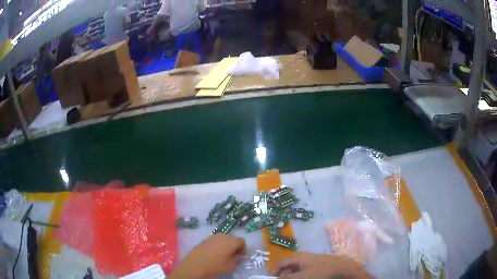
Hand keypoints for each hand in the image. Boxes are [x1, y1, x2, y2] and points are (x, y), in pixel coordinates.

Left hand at [169, 234, 245, 278]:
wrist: (195, 265)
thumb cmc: (215, 265)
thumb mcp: (230, 265)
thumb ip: (237, 259)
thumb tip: (238, 255)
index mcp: (231, 241)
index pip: (242, 241)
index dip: (243, 249)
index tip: (241, 257)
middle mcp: (222, 236)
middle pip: (232, 239)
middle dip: (234, 246)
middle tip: (233, 256)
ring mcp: (212, 237)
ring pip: (223, 239)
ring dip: (225, 246)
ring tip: (223, 256)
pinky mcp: (204, 240)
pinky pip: (214, 241)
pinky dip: (217, 246)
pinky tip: (213, 255)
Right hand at [272, 252, 371, 278]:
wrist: (341, 267)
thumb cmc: (320, 271)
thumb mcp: (301, 277)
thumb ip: (287, 278)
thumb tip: (278, 278)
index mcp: (296, 257)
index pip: (280, 263)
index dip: (274, 272)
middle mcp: (301, 256)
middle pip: (287, 266)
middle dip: (283, 275)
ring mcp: (309, 260)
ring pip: (295, 269)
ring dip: (291, 276)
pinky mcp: (315, 264)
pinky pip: (302, 270)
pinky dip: (299, 275)